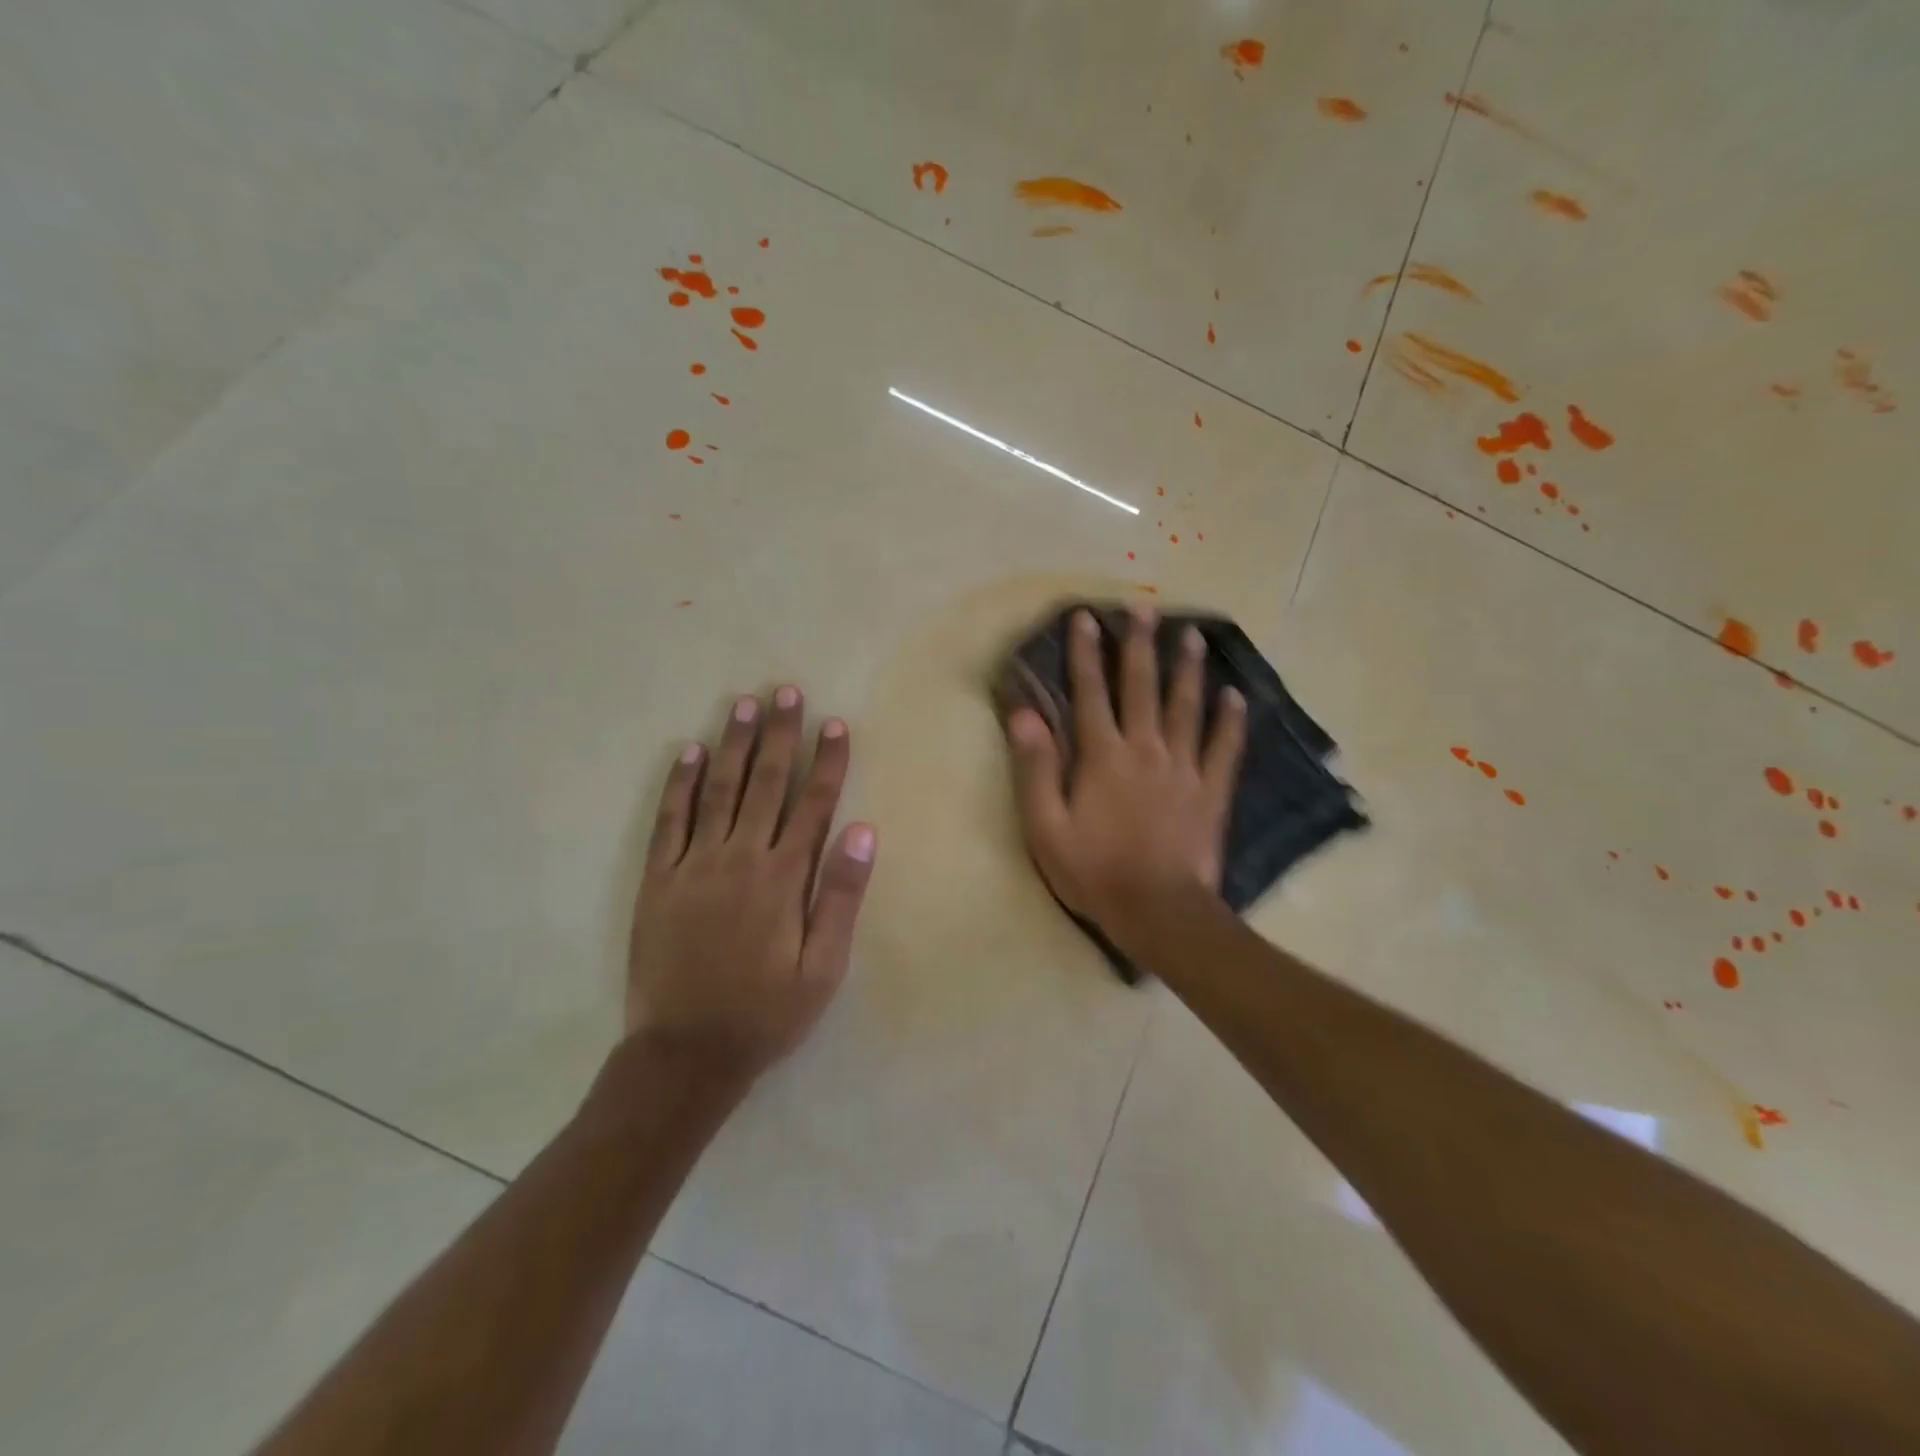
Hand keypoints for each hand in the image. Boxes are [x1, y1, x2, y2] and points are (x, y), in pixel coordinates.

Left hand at [626, 686, 875, 1084]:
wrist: (685, 1053)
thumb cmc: (766, 1012)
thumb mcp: (823, 967)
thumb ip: (841, 896)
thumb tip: (862, 831)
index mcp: (783, 877)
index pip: (812, 804)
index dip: (827, 762)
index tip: (835, 724)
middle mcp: (740, 858)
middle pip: (765, 784)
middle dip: (779, 735)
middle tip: (784, 692)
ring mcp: (694, 865)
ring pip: (717, 790)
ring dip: (732, 745)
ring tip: (742, 705)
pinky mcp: (658, 879)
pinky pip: (668, 821)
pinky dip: (677, 783)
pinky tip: (686, 752)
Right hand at [1005, 606, 1244, 950]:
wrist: (1158, 911)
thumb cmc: (1094, 871)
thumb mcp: (1045, 826)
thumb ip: (1035, 767)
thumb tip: (1023, 714)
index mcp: (1102, 756)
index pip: (1090, 693)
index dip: (1086, 653)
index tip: (1087, 616)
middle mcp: (1145, 749)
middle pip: (1142, 687)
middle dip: (1141, 645)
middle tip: (1146, 608)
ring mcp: (1184, 768)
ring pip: (1187, 707)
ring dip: (1188, 669)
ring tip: (1193, 635)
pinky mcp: (1211, 791)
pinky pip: (1224, 748)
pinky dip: (1231, 721)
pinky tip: (1236, 696)